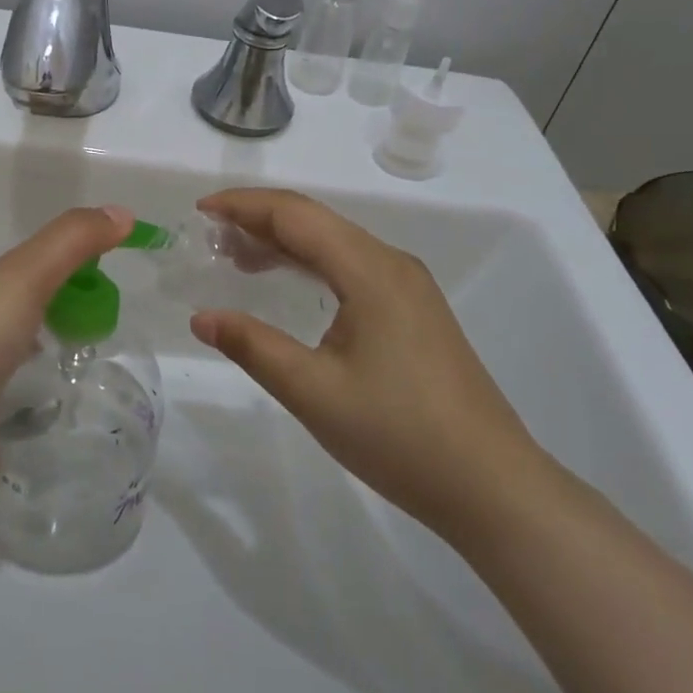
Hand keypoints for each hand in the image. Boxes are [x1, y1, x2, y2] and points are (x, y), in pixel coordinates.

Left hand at [0, 205, 132, 512]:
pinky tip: (28, 481)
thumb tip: (122, 211)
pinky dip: (0, 469)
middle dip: (53, 345)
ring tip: (86, 425)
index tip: (112, 304)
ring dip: (31, 405)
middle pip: (23, 338)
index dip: (73, 286)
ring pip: (6, 396)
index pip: (39, 284)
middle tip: (105, 365)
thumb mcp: (24, 278)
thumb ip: (72, 243)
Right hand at [188, 188, 552, 543]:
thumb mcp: (312, 391)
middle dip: (259, 220)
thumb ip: (252, 346)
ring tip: (236, 257)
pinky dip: (310, 265)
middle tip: (210, 238)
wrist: (491, 486)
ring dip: (284, 242)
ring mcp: (408, 288)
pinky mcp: (414, 312)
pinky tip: (289, 284)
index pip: (296, 215)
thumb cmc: (398, 435)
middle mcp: (391, 264)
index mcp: (370, 271)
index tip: (200, 211)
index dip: (244, 205)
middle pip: (316, 222)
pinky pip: (351, 267)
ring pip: (335, 244)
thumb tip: (202, 317)